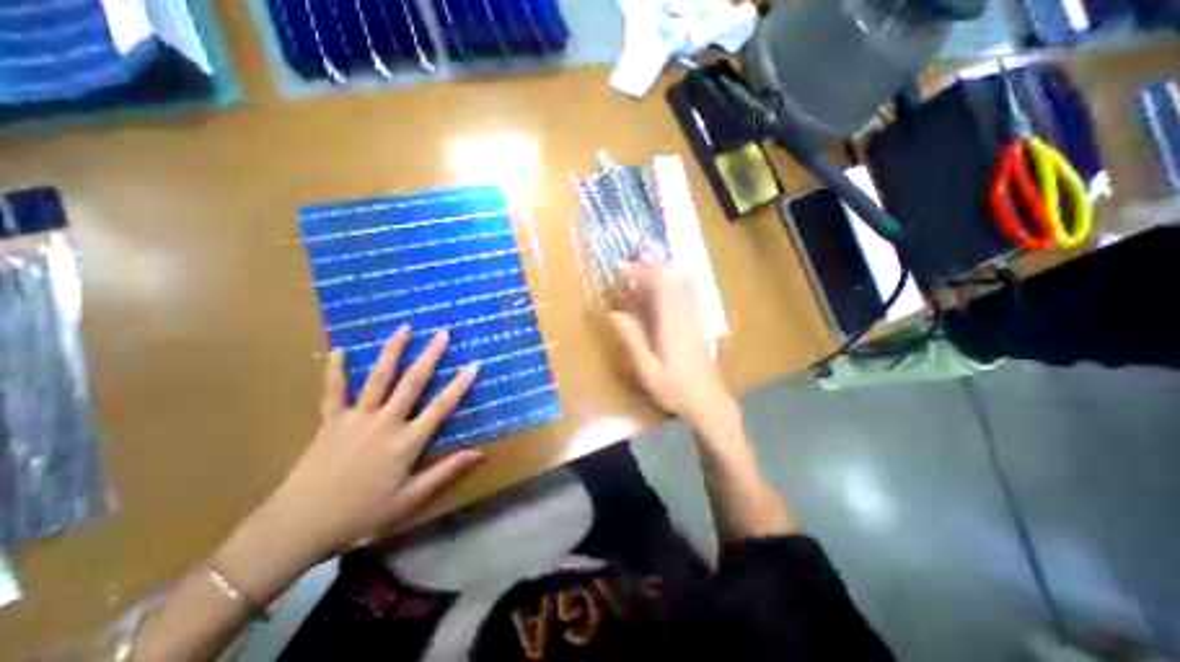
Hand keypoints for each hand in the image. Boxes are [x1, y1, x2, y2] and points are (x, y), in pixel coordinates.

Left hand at [254, 325, 484, 563]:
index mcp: (405, 442)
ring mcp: (356, 418)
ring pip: (378, 378)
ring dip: (393, 351)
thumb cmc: (360, 515)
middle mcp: (384, 423)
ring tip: (404, 328)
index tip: (474, 365)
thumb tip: (479, 453)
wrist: (297, 527)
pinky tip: (340, 350)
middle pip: (412, 383)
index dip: (459, 385)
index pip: (440, 407)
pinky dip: (336, 370)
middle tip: (442, 333)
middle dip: (430, 356)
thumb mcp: (409, 500)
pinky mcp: (330, 421)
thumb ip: (445, 472)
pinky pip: (334, 391)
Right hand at [608, 261, 733, 436]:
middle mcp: (686, 315)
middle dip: (653, 264)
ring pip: (685, 282)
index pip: (659, 286)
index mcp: (672, 325)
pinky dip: (677, 280)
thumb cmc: (675, 391)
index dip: (640, 273)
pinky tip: (667, 280)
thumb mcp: (647, 371)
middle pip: (675, 278)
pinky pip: (690, 292)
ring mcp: (696, 317)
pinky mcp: (699, 322)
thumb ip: (632, 340)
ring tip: (647, 262)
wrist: (710, 403)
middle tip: (633, 259)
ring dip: (666, 268)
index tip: (621, 268)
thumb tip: (614, 313)